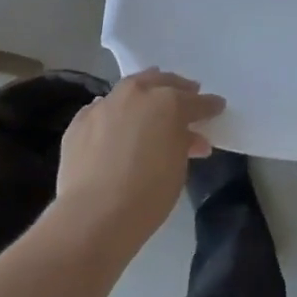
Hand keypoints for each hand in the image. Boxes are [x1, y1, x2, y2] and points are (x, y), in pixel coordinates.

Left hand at [53, 69, 224, 252]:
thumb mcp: (179, 167)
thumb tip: (188, 137)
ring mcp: (105, 104)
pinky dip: (113, 113)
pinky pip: (102, 109)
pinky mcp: (79, 121)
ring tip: (150, 105)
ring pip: (129, 90)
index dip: (209, 105)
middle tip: (187, 93)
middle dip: (176, 88)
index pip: (195, 101)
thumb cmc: (149, 194)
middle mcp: (136, 94)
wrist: (94, 215)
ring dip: (143, 96)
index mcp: (168, 102)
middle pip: (160, 82)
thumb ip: (184, 143)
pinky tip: (114, 124)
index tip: (217, 106)